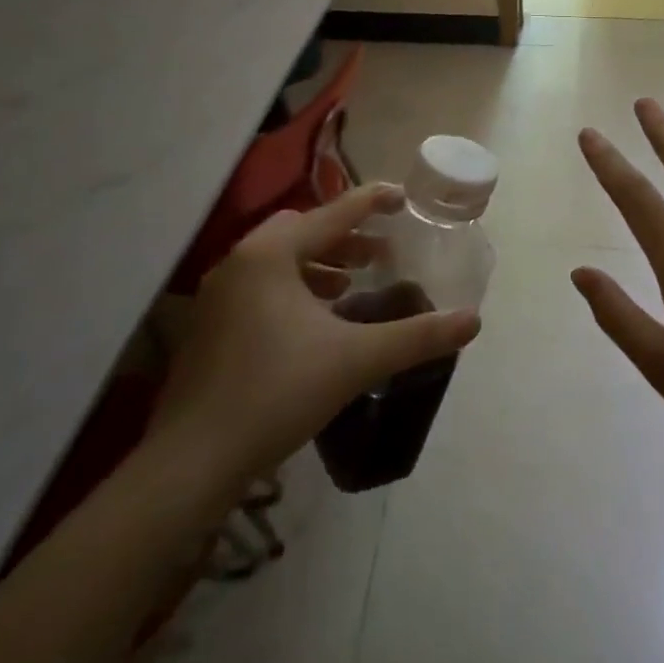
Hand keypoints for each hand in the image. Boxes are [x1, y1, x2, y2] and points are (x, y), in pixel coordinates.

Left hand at [150, 183, 481, 498]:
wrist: (190, 465)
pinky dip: (293, 288)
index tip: (403, 197)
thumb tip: (472, 320)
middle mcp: (240, 262)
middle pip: (302, 231)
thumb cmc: (277, 393)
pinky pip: (260, 286)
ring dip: (319, 263)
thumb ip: (417, 336)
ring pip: (278, 259)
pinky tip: (315, 321)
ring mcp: (217, 295)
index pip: (334, 213)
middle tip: (379, 254)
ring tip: (352, 285)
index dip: (373, 201)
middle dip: (345, 237)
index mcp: (271, 254)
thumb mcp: (357, 360)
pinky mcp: (207, 327)